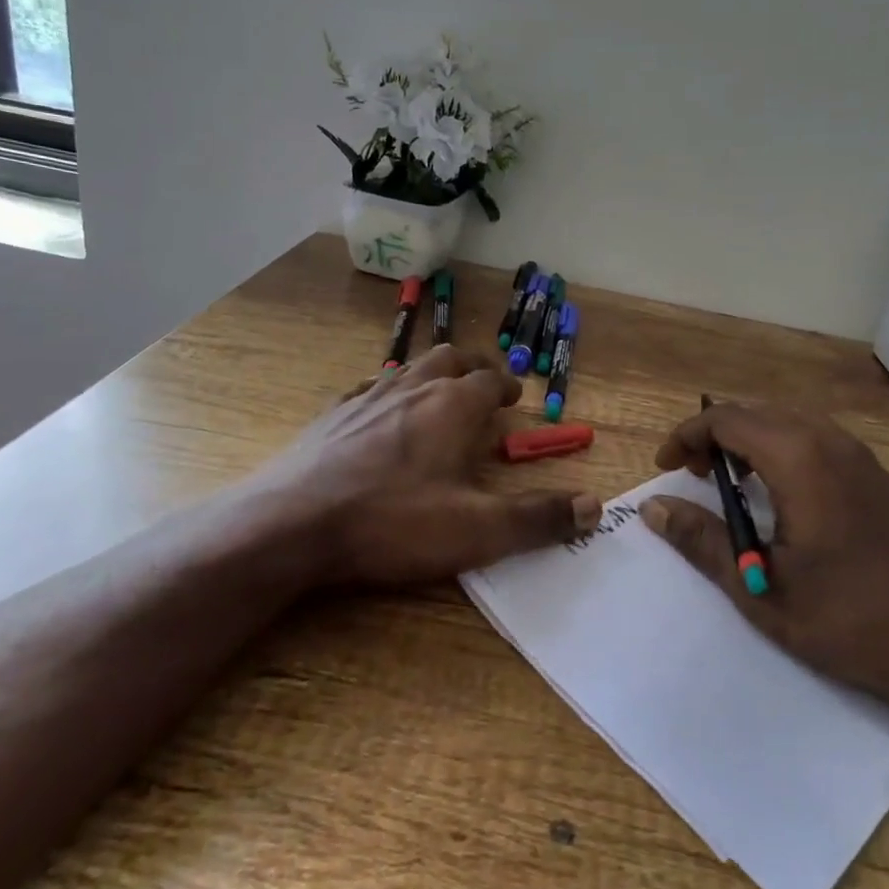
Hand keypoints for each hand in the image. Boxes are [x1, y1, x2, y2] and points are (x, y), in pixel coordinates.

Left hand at [272, 345, 601, 589]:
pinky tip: (378, 412)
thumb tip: (595, 507)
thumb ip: (538, 518)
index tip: (514, 398)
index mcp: (453, 406)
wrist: (293, 523)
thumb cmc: (394, 521)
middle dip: (472, 367)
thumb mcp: (477, 530)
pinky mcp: (331, 415)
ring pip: (408, 368)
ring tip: (437, 393)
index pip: (490, 380)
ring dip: (430, 374)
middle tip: (482, 385)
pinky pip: (367, 389)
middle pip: (449, 358)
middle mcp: (413, 388)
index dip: (506, 387)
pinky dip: (385, 392)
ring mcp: (367, 397)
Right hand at [640, 401, 888, 726]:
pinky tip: (782, 497)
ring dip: (751, 441)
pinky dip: (783, 451)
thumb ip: (701, 539)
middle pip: (758, 412)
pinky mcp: (879, 477)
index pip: (727, 420)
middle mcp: (831, 442)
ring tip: (732, 484)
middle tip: (695, 476)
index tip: (667, 467)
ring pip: (790, 422)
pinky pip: (817, 440)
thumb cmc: (845, 619)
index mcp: (799, 459)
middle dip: (717, 435)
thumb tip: (653, 506)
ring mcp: (862, 457)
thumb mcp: (758, 585)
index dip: (688, 436)